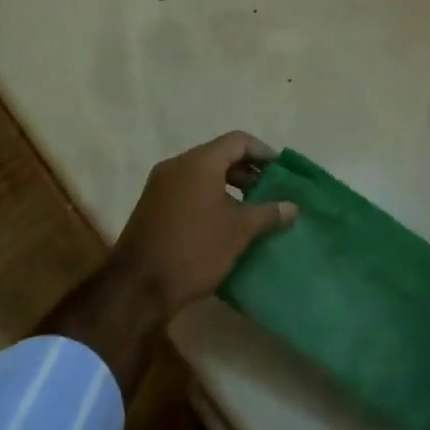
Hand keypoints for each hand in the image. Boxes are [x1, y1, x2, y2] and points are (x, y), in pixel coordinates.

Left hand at [111, 132, 296, 317]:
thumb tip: (293, 206)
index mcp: (199, 162)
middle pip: (219, 154)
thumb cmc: (194, 250)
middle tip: (269, 190)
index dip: (263, 152)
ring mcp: (160, 185)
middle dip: (247, 170)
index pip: (238, 141)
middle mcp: (177, 165)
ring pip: (202, 173)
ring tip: (249, 209)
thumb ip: (268, 213)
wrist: (137, 288)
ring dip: (228, 184)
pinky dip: (208, 195)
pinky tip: (222, 221)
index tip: (281, 172)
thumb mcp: (239, 232)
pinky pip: (187, 188)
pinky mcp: (151, 205)